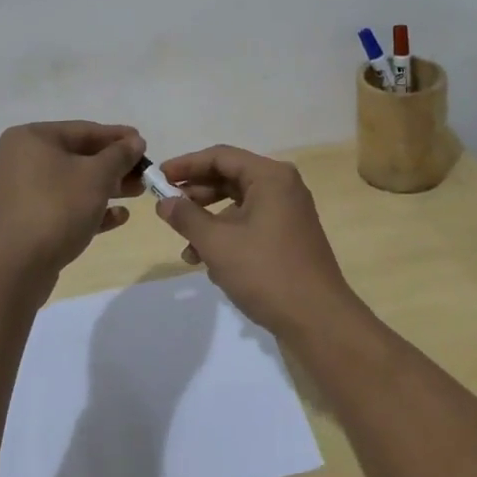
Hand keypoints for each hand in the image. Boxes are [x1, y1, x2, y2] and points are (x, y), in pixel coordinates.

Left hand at [0, 122, 145, 285]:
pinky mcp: (27, 221)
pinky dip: (90, 208)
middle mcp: (22, 159)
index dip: (119, 137)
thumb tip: (135, 141)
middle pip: (79, 156)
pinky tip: (119, 217)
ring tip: (138, 193)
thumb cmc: (56, 209)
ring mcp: (22, 192)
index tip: (145, 145)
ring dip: (107, 187)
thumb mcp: (96, 176)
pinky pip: (64, 206)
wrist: (14, 269)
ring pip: (73, 183)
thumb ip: (119, 155)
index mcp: (32, 138)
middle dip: (115, 166)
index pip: (84, 130)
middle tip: (145, 174)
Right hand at [154, 145, 360, 337]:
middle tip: (167, 207)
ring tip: (186, 246)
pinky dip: (228, 236)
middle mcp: (283, 187)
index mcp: (271, 177)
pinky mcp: (289, 237)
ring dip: (209, 221)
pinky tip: (209, 263)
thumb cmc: (266, 272)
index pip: (221, 157)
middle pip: (230, 178)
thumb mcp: (218, 243)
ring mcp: (288, 213)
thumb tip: (164, 202)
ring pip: (239, 205)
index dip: (186, 165)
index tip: (158, 177)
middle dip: (196, 194)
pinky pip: (251, 224)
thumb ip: (187, 217)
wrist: (318, 319)